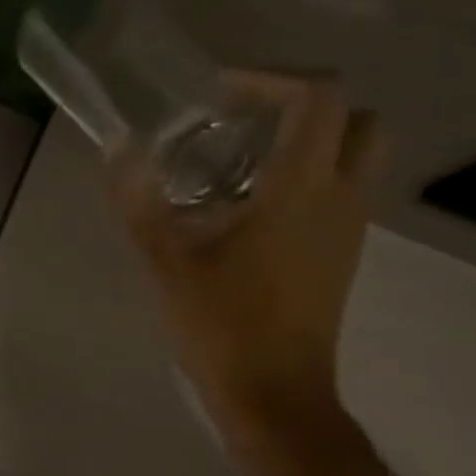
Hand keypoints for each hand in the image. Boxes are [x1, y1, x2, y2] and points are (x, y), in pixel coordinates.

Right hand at [114, 72, 384, 438]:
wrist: (274, 396)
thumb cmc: (222, 327)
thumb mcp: (167, 262)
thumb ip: (141, 201)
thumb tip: (119, 148)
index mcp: (302, 191)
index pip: (317, 99)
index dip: (271, 79)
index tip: (220, 93)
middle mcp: (340, 199)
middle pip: (356, 119)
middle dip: (303, 105)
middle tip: (243, 119)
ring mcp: (349, 229)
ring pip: (354, 156)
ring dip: (307, 141)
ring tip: (238, 159)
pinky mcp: (341, 255)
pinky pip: (340, 191)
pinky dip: (307, 176)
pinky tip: (248, 205)